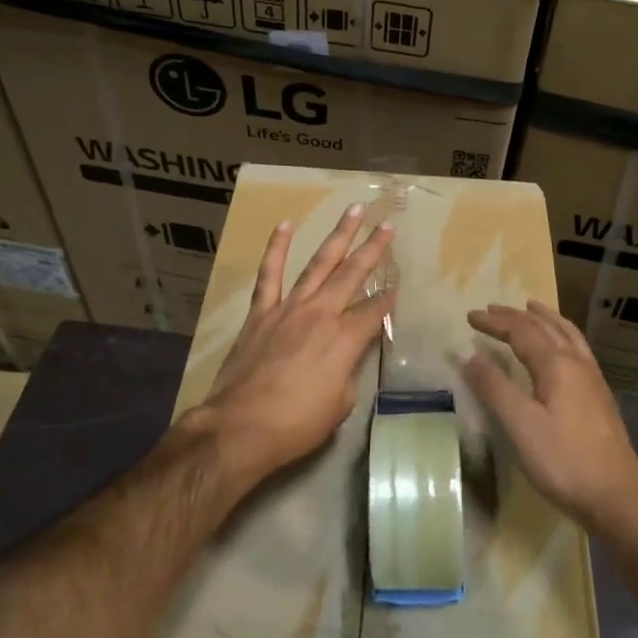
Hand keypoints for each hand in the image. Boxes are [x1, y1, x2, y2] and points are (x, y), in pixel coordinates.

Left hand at [196, 203, 395, 485]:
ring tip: (354, 211)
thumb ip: (348, 372)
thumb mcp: (340, 404)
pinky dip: (277, 248)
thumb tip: (346, 357)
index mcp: (346, 339)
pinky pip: (270, 274)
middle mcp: (322, 313)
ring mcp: (290, 308)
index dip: (388, 299)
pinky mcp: (261, 312)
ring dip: (338, 236)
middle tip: (388, 225)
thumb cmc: (297, 423)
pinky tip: (285, 225)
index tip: (396, 289)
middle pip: (353, 274)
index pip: (375, 310)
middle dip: (374, 249)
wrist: (241, 426)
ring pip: (319, 263)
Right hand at [463, 301, 637, 536]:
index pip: (521, 332)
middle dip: (516, 316)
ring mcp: (593, 379)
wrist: (617, 496)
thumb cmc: (564, 461)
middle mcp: (578, 363)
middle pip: (545, 328)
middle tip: (493, 308)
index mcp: (557, 365)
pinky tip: (561, 348)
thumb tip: (470, 355)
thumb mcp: (520, 425)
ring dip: (545, 318)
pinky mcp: (599, 396)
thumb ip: (494, 388)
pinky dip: (562, 335)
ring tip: (532, 308)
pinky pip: (577, 349)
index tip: (470, 316)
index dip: (495, 322)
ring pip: (567, 335)